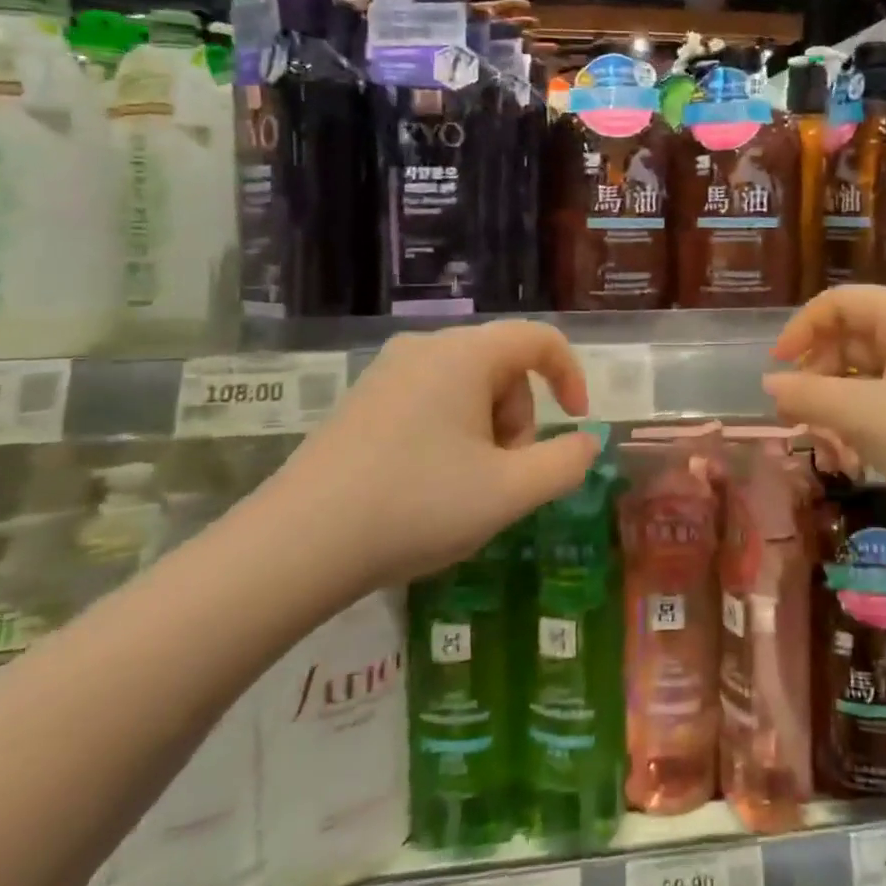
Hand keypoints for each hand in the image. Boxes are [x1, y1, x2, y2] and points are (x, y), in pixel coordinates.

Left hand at [262, 321, 600, 600]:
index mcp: (465, 354)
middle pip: (504, 368)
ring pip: (468, 387)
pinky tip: (428, 484)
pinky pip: (431, 400)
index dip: (571, 376)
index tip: (576, 422)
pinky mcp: (363, 400)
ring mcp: (388, 372)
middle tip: (504, 477)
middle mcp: (426, 348)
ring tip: (465, 487)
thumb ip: (565, 463)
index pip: (540, 340)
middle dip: (519, 419)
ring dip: (487, 431)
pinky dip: (451, 434)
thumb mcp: (510, 492)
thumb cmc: (417, 505)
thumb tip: (587, 442)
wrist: (297, 545)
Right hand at [762, 286, 885, 559]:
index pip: (842, 303)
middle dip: (816, 380)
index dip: (803, 327)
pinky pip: (881, 415)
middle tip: (795, 418)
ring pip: (862, 384)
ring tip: (826, 453)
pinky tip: (849, 466)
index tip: (777, 368)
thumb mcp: (864, 415)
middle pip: (849, 343)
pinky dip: (858, 434)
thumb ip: (809, 395)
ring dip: (833, 415)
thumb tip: (769, 385)